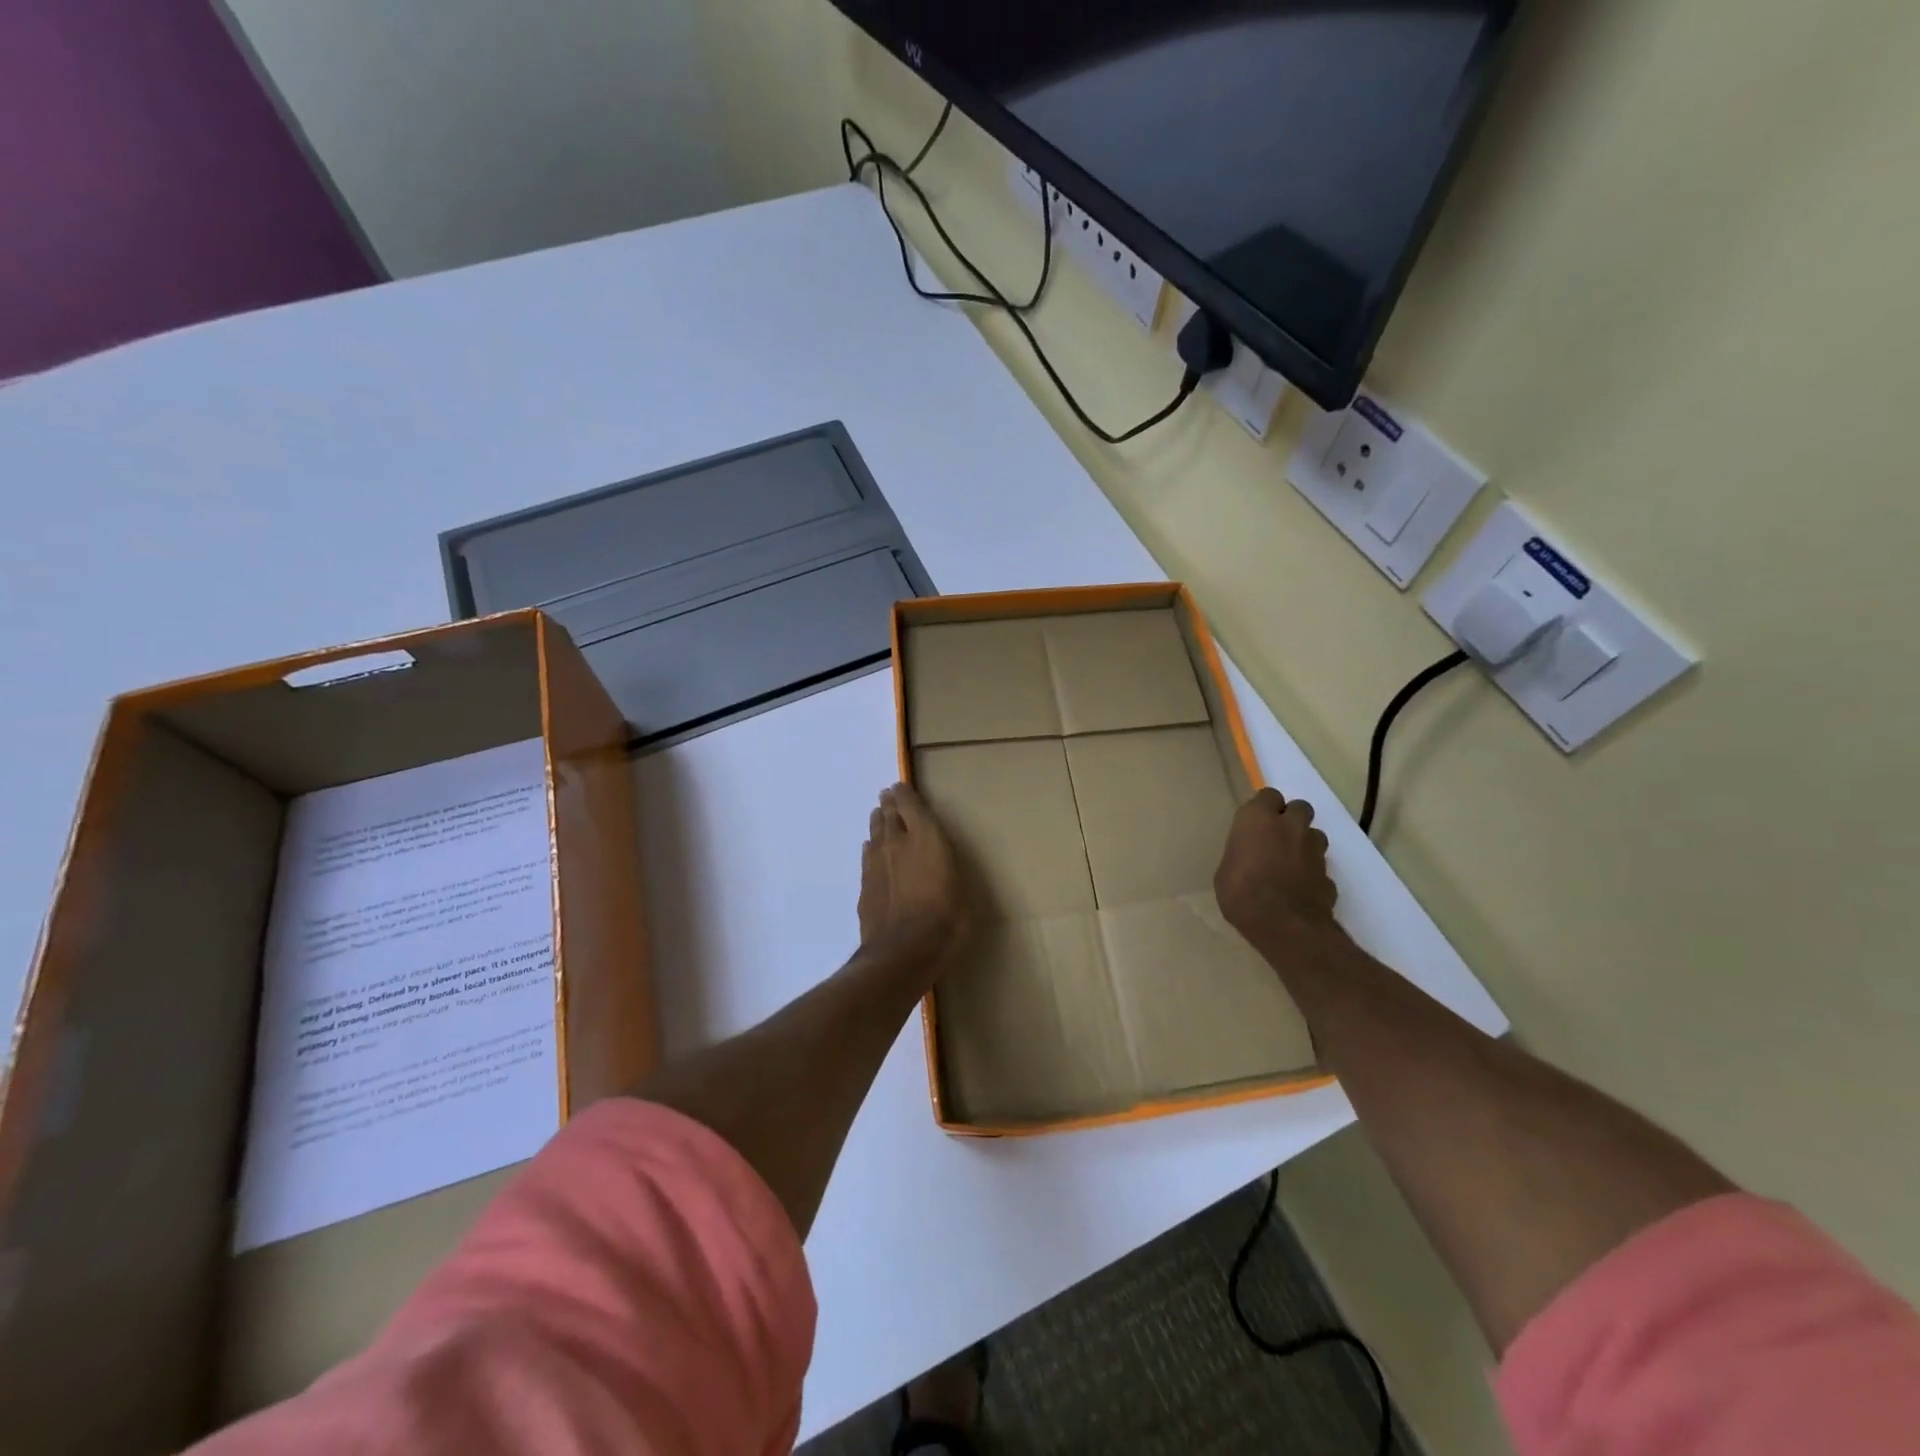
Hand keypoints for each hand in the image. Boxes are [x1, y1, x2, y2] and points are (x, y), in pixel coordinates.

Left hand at [858, 783, 968, 967]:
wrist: (903, 950)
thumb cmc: (946, 917)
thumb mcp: (962, 887)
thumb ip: (947, 865)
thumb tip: (939, 859)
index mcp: (925, 837)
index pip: (911, 805)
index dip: (904, 794)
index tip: (900, 786)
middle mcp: (897, 843)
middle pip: (889, 816)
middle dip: (889, 804)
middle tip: (887, 795)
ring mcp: (877, 864)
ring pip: (875, 834)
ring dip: (878, 822)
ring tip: (878, 814)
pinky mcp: (865, 885)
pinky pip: (867, 857)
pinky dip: (870, 849)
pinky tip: (869, 848)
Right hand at [1214, 788, 1339, 957]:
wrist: (1284, 926)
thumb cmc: (1241, 894)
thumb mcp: (1225, 871)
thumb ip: (1241, 853)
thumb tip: (1249, 856)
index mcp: (1258, 820)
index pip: (1268, 795)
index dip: (1264, 808)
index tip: (1255, 823)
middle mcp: (1290, 826)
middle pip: (1299, 807)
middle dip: (1291, 818)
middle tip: (1276, 837)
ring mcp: (1314, 849)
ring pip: (1315, 834)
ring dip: (1305, 842)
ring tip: (1291, 862)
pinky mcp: (1329, 873)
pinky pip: (1320, 865)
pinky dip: (1312, 871)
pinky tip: (1301, 887)